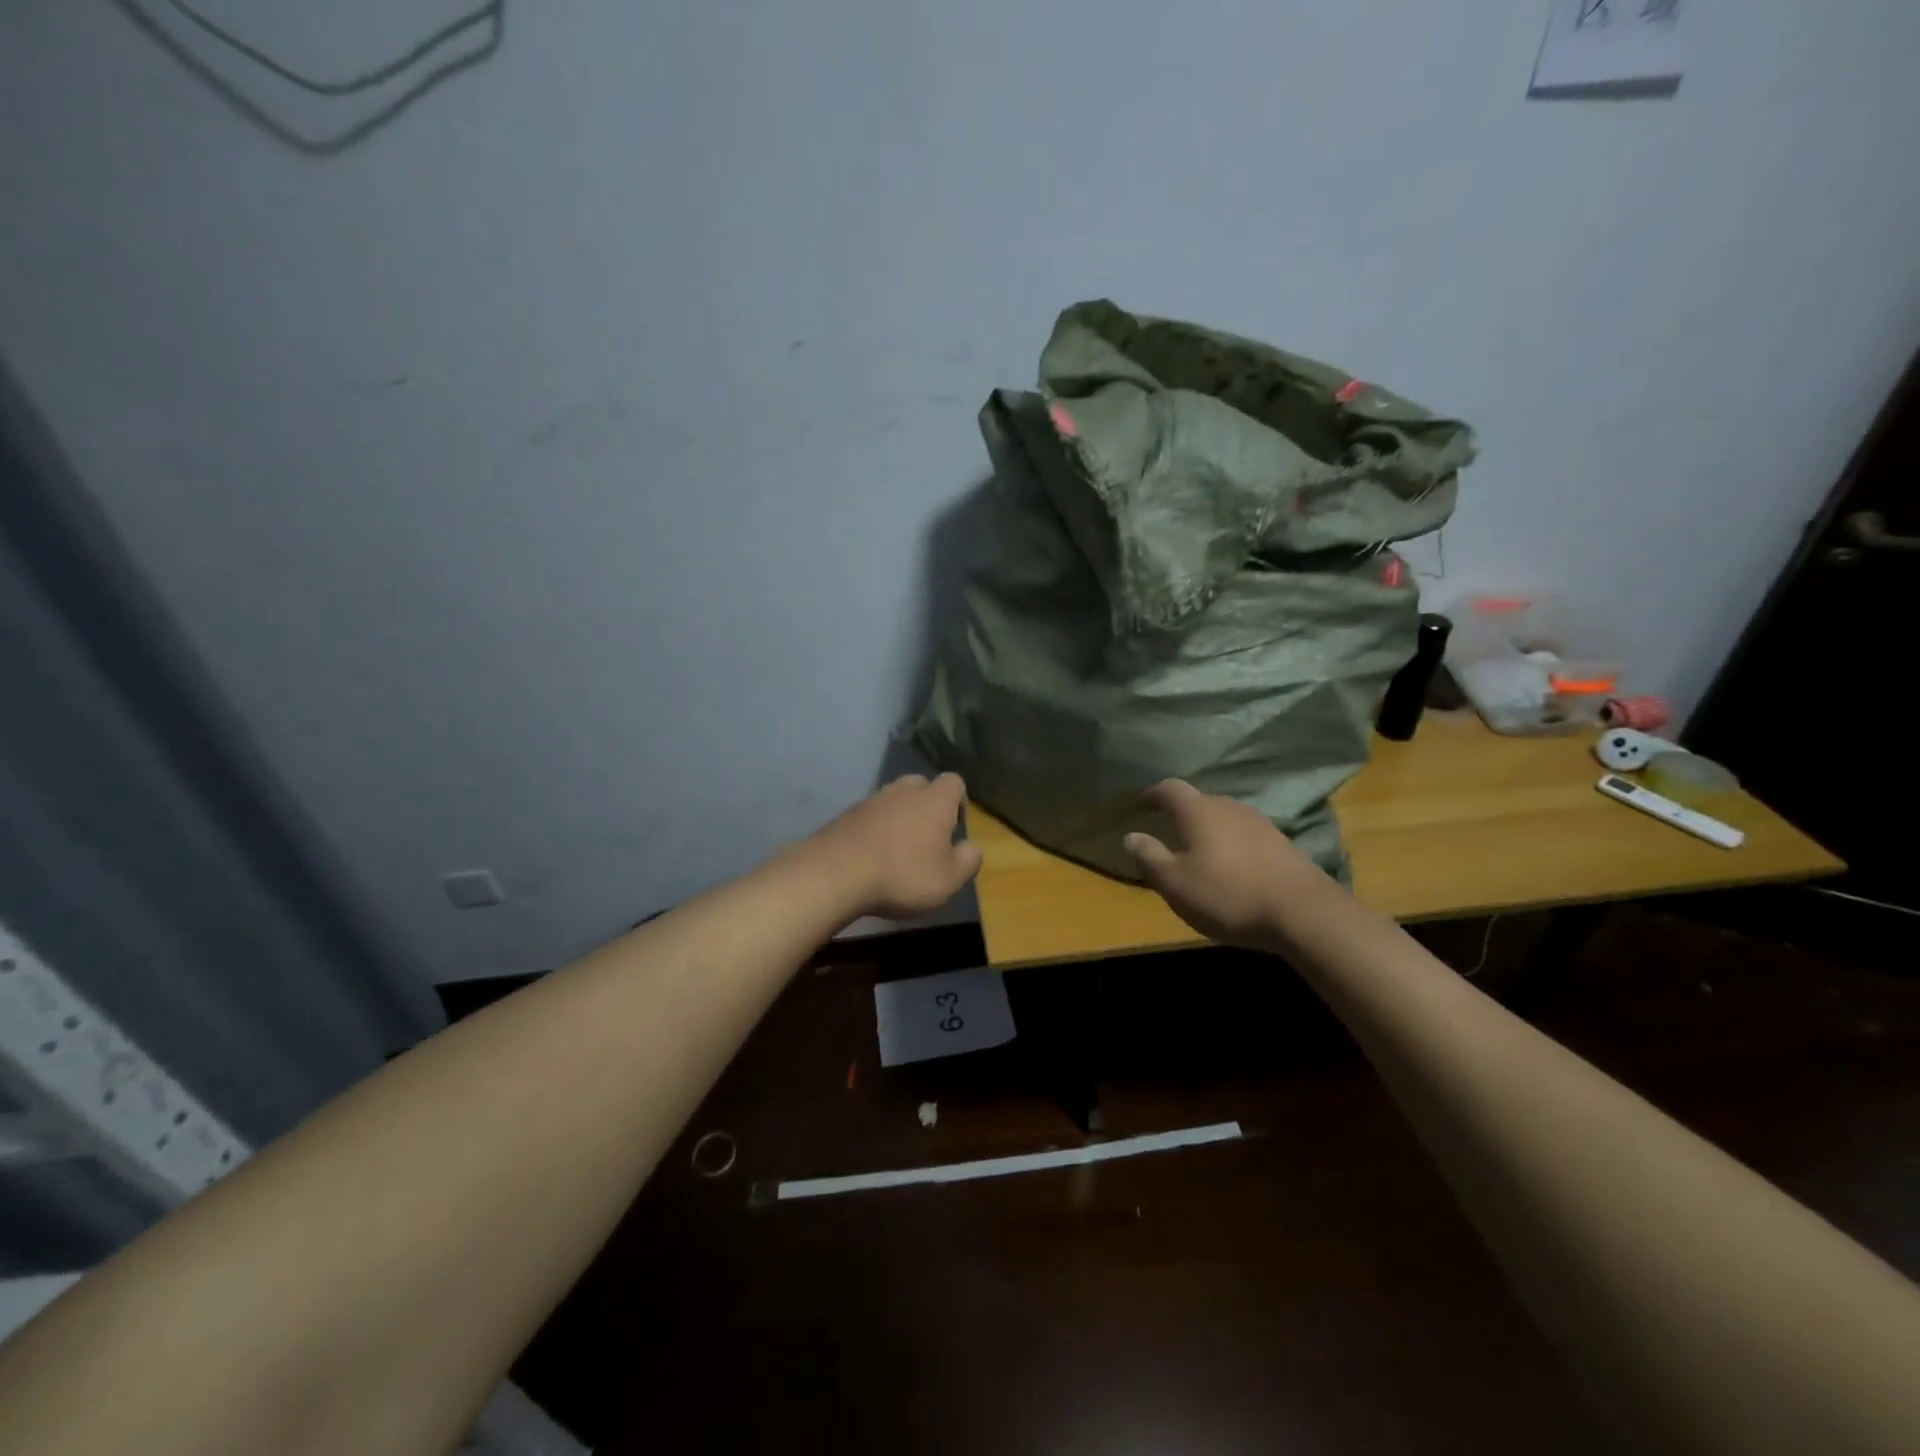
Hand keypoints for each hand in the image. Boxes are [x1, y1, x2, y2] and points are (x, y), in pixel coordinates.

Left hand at [806, 773, 983, 919]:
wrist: (835, 874)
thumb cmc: (903, 875)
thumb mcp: (949, 879)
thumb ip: (968, 860)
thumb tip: (973, 847)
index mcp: (934, 800)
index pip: (954, 781)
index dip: (958, 801)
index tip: (955, 827)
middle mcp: (903, 791)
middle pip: (921, 784)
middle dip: (927, 805)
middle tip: (927, 837)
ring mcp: (871, 800)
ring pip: (893, 799)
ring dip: (898, 817)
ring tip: (898, 849)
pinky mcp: (845, 815)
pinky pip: (869, 815)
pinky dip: (874, 829)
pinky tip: (871, 856)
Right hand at [1122, 779, 1334, 948]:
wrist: (1304, 913)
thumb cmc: (1228, 895)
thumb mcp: (1176, 883)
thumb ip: (1150, 857)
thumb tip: (1131, 836)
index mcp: (1199, 812)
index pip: (1171, 789)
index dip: (1154, 793)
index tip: (1142, 801)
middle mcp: (1230, 808)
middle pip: (1200, 800)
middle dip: (1183, 812)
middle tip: (1169, 828)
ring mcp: (1261, 824)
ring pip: (1226, 817)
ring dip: (1210, 828)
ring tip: (1200, 848)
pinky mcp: (1282, 844)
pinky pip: (1246, 835)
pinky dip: (1232, 843)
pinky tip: (1232, 865)